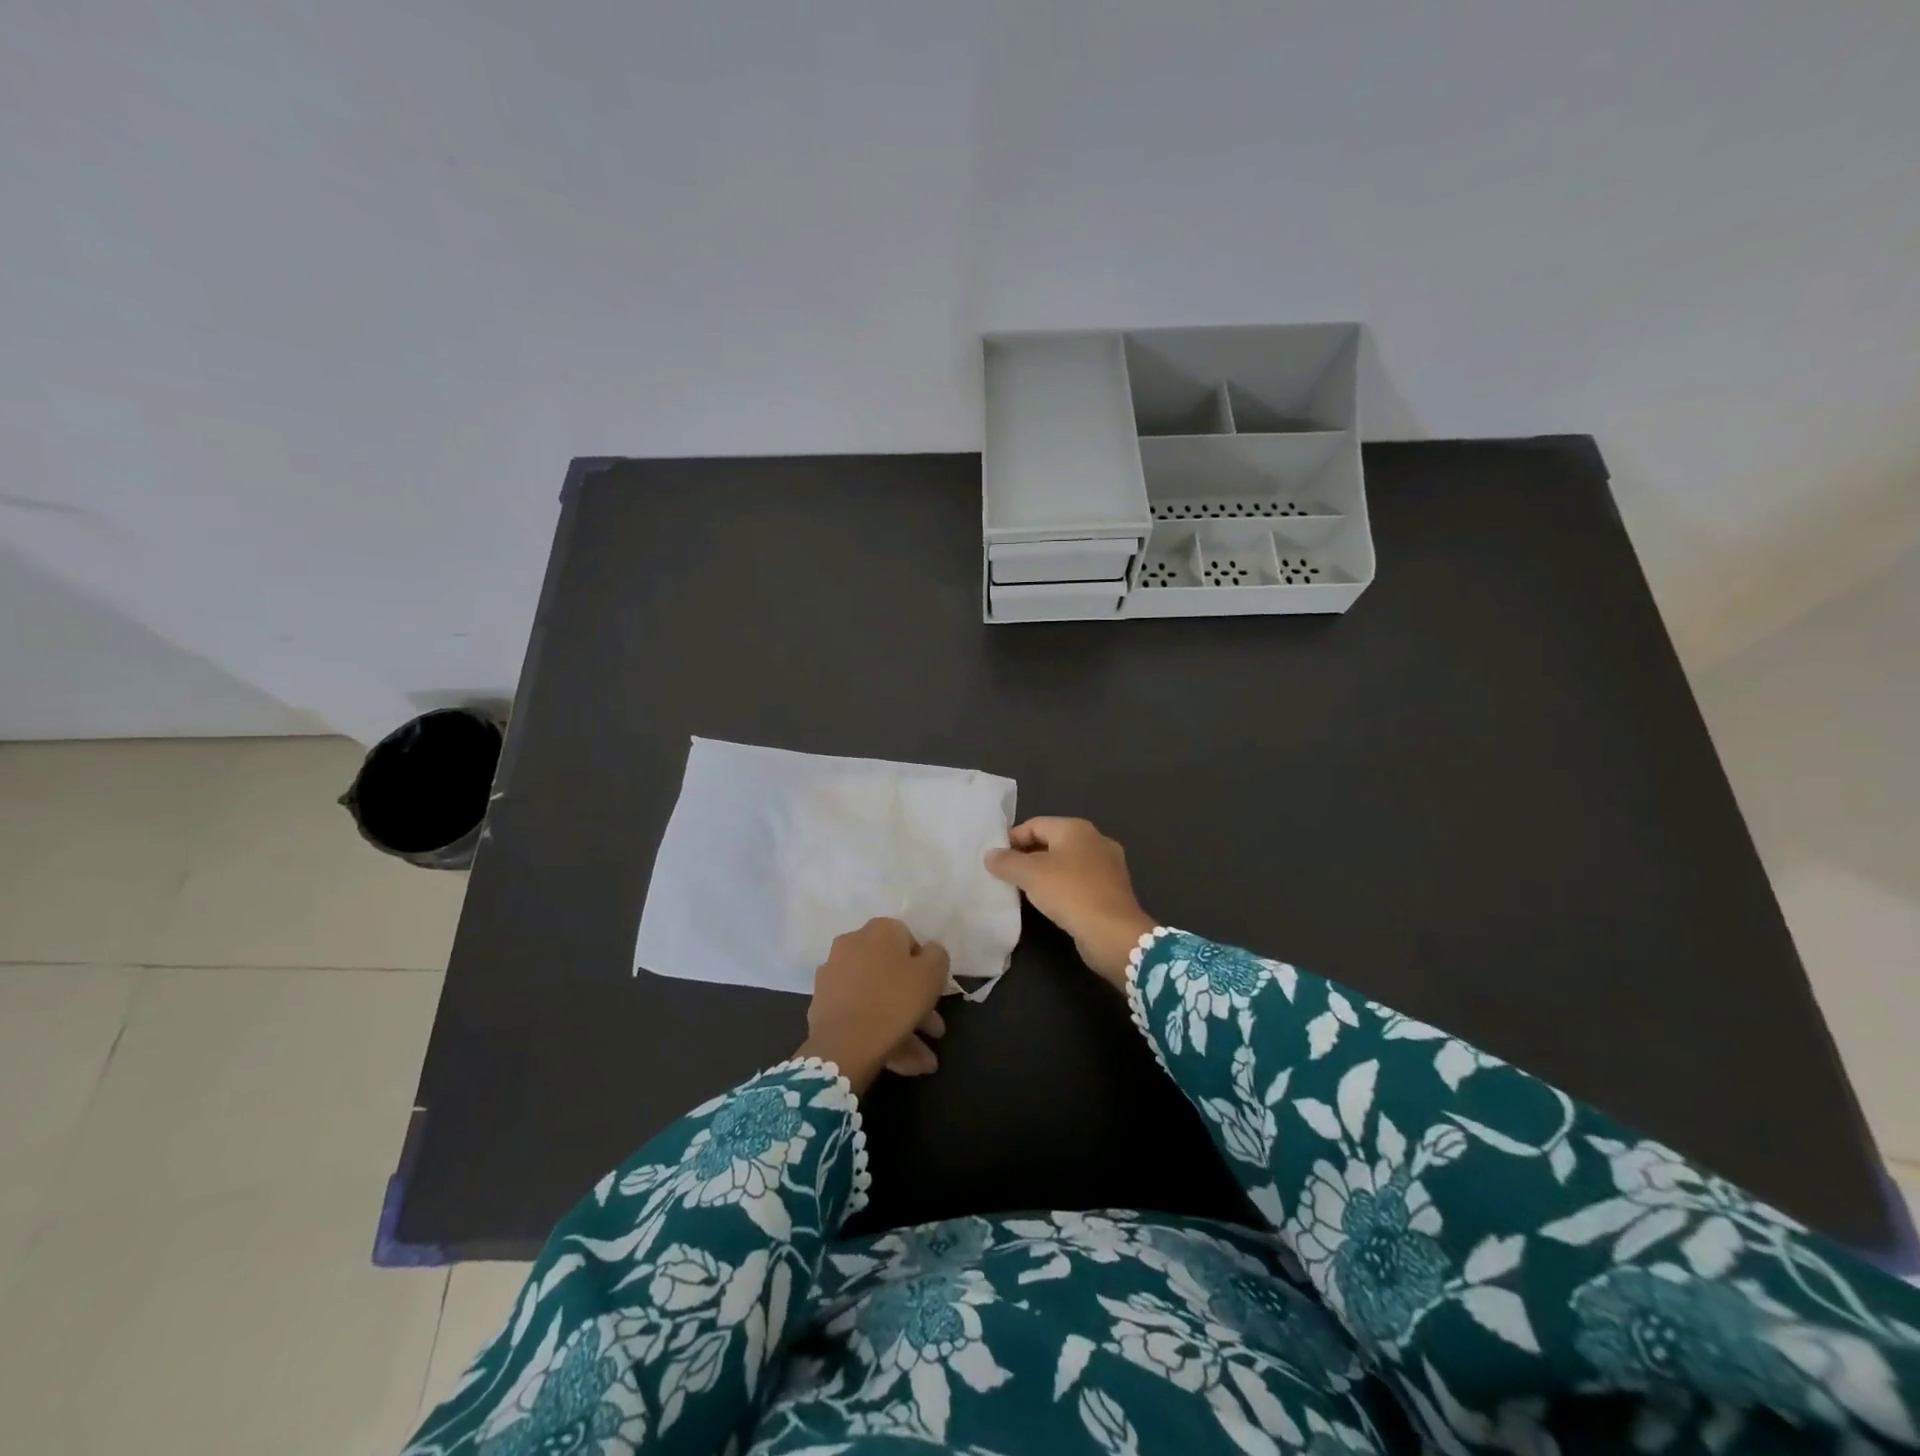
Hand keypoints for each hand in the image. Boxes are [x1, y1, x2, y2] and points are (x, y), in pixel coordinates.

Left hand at [797, 917, 949, 1093]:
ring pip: (877, 997)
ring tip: (922, 1062)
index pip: (909, 941)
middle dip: (916, 1003)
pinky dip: (879, 1032)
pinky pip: (859, 1013)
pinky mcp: (824, 1005)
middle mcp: (853, 944)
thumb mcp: (933, 973)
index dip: (925, 968)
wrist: (844, 1044)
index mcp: (879, 930)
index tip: (934, 993)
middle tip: (933, 1031)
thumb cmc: (895, 1001)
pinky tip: (899, 1062)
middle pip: (892, 973)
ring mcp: (834, 975)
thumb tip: (927, 952)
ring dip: (903, 1026)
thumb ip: (937, 955)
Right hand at [985, 817, 1155, 987]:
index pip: (1036, 824)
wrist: (1112, 933)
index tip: (995, 858)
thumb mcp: (1030, 874)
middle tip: (1006, 873)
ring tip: (1024, 889)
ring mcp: (1108, 865)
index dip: (1013, 838)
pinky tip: (1049, 902)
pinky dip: (1062, 887)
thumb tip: (990, 855)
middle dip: (1028, 856)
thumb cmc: (1070, 892)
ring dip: (1045, 873)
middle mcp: (1095, 840)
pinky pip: (1079, 881)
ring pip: (1067, 862)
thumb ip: (1007, 862)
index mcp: (1076, 828)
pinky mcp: (1112, 890)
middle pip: (1052, 841)